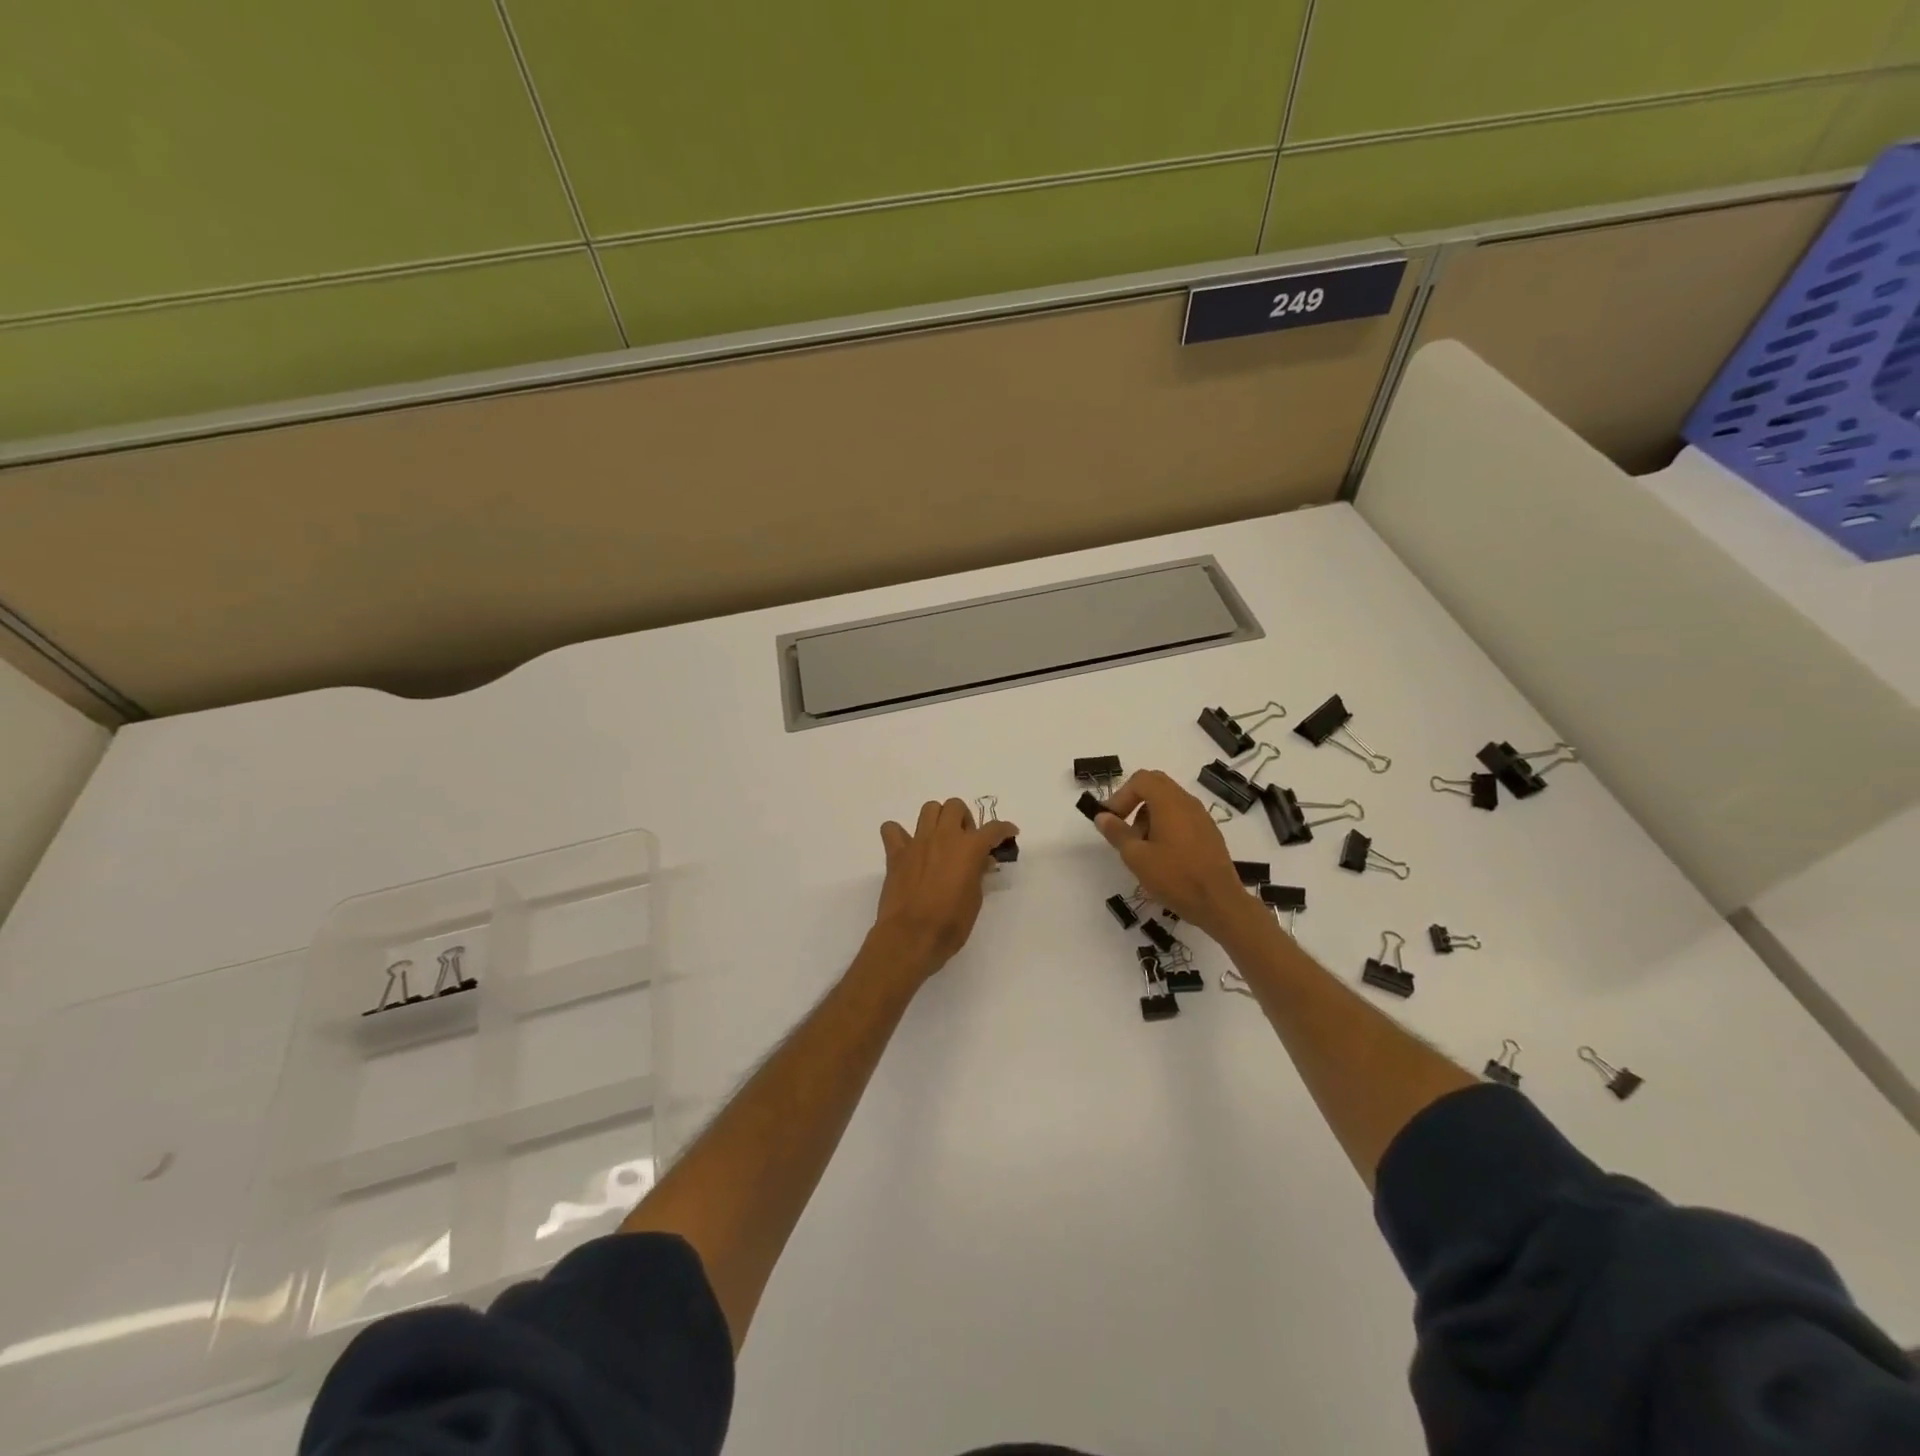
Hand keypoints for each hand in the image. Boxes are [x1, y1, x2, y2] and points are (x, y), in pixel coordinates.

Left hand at [871, 798, 1018, 981]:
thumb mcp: (975, 899)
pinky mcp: (896, 853)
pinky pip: (892, 829)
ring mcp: (917, 842)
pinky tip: (907, 848)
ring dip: (937, 819)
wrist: (911, 936)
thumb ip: (978, 874)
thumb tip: (982, 862)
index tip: (1009, 833)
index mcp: (969, 848)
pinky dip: (898, 834)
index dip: (1004, 829)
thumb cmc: (950, 923)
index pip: (993, 828)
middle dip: (964, 819)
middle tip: (966, 841)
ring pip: (929, 809)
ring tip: (940, 840)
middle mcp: (944, 836)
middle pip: (955, 806)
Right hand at [1090, 770, 1253, 940]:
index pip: (1141, 780)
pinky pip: (1182, 816)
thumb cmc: (1175, 877)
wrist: (1219, 903)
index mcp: (1169, 802)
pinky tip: (1161, 854)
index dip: (1120, 795)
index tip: (1111, 820)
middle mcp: (1187, 802)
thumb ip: (1117, 833)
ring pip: (1169, 802)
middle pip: (1156, 785)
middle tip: (1123, 826)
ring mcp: (1201, 817)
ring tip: (1141, 846)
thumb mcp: (1136, 857)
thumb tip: (1102, 816)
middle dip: (1134, 802)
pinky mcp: (1209, 833)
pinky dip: (1165, 825)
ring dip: (1149, 815)